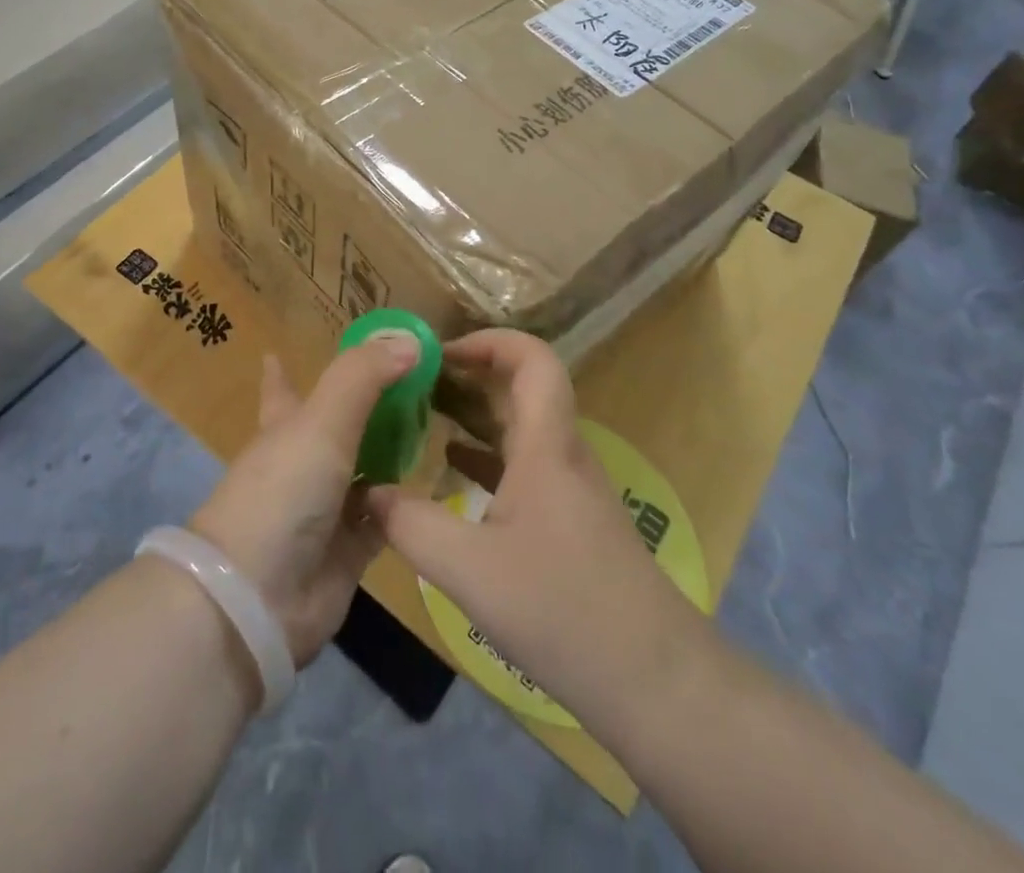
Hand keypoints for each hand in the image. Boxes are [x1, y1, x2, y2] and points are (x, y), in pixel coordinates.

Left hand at [188, 334, 415, 665]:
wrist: (258, 597)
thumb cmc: (283, 491)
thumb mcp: (321, 421)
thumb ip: (363, 376)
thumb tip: (409, 340)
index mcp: (285, 427)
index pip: (281, 390)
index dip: (280, 372)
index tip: (277, 352)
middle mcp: (303, 464)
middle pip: (335, 429)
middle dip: (363, 409)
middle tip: (408, 386)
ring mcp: (325, 509)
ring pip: (364, 473)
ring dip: (391, 454)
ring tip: (433, 428)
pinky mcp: (349, 552)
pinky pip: (384, 521)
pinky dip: (404, 506)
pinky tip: (433, 489)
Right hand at [365, 330, 705, 729]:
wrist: (656, 682)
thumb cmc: (563, 609)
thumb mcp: (469, 570)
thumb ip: (410, 525)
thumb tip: (367, 492)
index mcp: (546, 446)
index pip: (533, 359)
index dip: (489, 341)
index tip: (439, 353)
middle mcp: (562, 454)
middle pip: (521, 388)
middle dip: (468, 374)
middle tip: (413, 382)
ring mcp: (570, 488)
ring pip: (520, 428)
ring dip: (474, 414)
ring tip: (420, 415)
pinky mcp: (571, 520)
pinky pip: (523, 466)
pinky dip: (486, 455)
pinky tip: (452, 470)